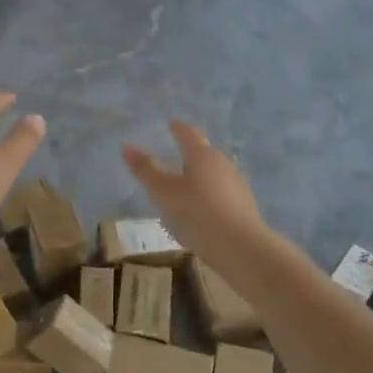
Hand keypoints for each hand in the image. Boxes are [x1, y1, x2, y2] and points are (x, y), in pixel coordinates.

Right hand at [121, 121, 265, 255]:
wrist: (241, 248)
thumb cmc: (197, 214)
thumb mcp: (164, 193)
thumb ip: (145, 169)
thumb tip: (126, 146)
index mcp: (202, 155)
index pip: (188, 133)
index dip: (178, 128)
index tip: (171, 124)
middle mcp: (223, 163)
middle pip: (205, 151)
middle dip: (191, 152)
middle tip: (175, 156)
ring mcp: (238, 184)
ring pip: (216, 172)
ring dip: (202, 174)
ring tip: (188, 184)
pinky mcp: (246, 205)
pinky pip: (224, 191)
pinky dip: (211, 193)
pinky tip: (205, 208)